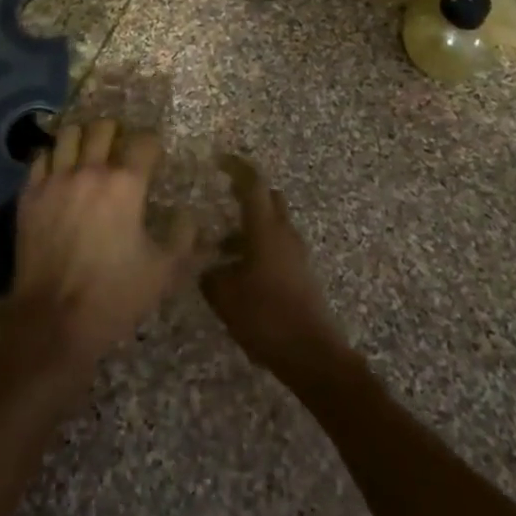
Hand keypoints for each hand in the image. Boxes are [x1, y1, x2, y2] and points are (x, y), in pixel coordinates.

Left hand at [0, 119, 199, 387]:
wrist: (52, 323)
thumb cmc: (114, 296)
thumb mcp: (164, 273)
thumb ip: (184, 239)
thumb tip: (190, 215)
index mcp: (126, 184)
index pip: (144, 142)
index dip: (152, 144)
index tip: (154, 154)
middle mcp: (90, 171)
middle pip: (103, 128)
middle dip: (116, 133)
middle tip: (120, 149)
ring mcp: (55, 180)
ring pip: (69, 134)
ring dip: (83, 138)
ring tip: (88, 152)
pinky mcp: (30, 195)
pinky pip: (41, 157)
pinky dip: (53, 158)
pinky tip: (59, 171)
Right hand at [200, 154, 348, 377]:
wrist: (312, 355)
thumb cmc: (265, 317)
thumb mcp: (224, 296)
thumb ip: (209, 273)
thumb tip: (204, 263)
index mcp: (265, 228)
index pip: (253, 183)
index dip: (236, 167)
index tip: (218, 160)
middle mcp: (283, 232)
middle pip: (268, 197)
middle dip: (246, 191)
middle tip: (220, 194)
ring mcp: (295, 252)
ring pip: (272, 223)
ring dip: (250, 224)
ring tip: (219, 243)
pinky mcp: (300, 273)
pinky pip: (277, 245)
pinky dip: (257, 245)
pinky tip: (238, 270)